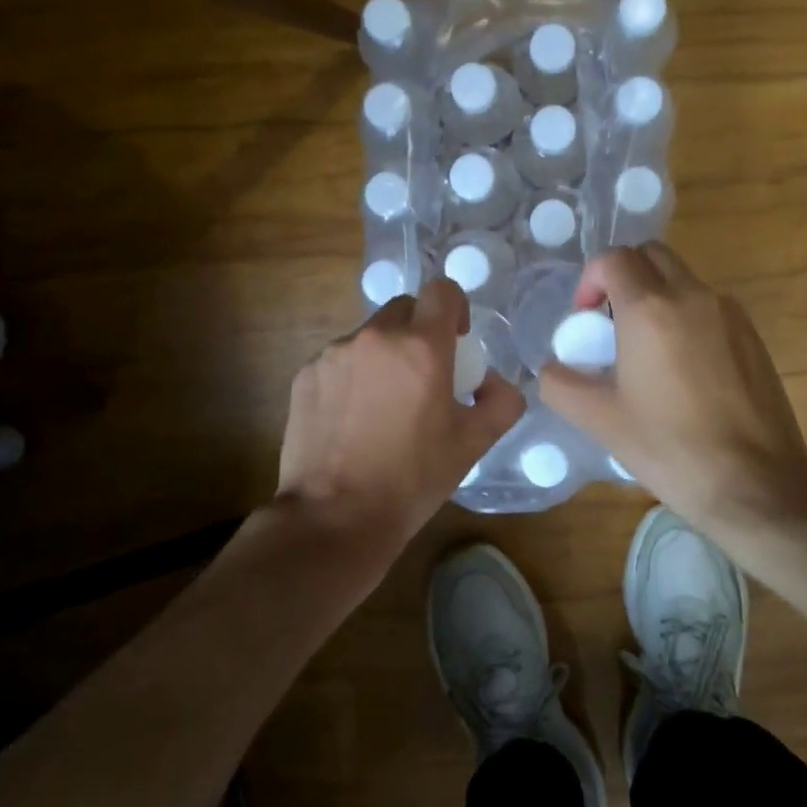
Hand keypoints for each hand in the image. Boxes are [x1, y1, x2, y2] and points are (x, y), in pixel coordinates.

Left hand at [277, 278, 524, 546]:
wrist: (333, 517)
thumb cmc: (411, 479)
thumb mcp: (473, 444)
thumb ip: (501, 402)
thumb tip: (495, 381)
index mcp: (420, 347)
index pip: (443, 290)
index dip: (455, 307)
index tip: (457, 341)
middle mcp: (375, 337)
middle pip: (405, 308)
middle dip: (419, 331)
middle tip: (424, 376)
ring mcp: (333, 354)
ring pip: (370, 336)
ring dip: (384, 355)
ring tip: (384, 405)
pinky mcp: (305, 375)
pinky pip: (339, 360)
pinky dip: (352, 376)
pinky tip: (352, 419)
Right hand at [540, 243, 806, 524]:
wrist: (755, 484)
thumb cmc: (670, 448)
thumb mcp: (600, 419)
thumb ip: (561, 384)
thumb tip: (551, 368)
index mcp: (651, 309)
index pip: (614, 258)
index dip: (590, 279)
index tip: (584, 317)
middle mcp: (693, 296)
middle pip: (651, 255)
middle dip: (624, 275)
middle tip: (610, 320)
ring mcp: (729, 313)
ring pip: (683, 279)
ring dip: (657, 295)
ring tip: (646, 349)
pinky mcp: (753, 335)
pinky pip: (709, 306)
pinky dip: (686, 316)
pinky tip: (684, 369)